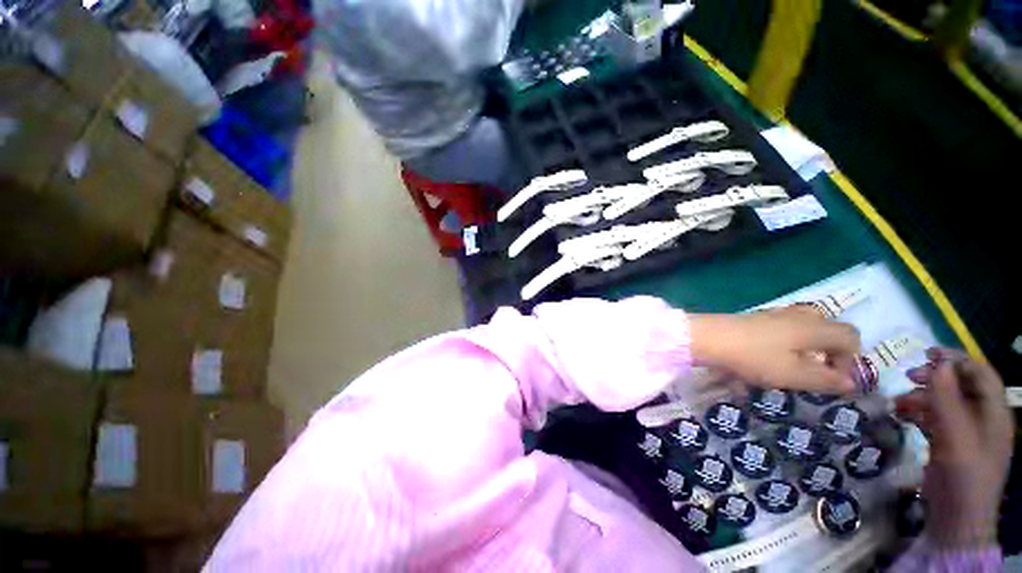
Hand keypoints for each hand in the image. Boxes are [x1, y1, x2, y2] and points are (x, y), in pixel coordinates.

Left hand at [689, 305, 860, 393]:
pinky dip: (785, 342)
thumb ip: (826, 379)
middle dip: (829, 350)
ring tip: (792, 366)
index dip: (851, 359)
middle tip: (814, 370)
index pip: (850, 335)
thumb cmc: (754, 357)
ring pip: (803, 326)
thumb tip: (851, 383)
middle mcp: (797, 316)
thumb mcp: (794, 375)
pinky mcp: (754, 318)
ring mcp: (773, 314)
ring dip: (806, 346)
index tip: (834, 379)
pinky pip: (782, 328)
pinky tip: (769, 357)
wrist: (709, 337)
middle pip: (827, 327)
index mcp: (814, 327)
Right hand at [896, 348, 1013, 548]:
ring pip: (945, 402)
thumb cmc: (964, 474)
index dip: (957, 359)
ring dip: (922, 397)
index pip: (981, 373)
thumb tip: (937, 364)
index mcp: (995, 413)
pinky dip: (919, 413)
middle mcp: (983, 418)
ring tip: (898, 403)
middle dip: (935, 378)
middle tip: (908, 376)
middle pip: (962, 386)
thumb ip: (947, 399)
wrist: (956, 518)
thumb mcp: (955, 436)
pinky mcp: (951, 444)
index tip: (926, 353)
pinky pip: (936, 419)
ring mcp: (967, 433)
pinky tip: (902, 416)